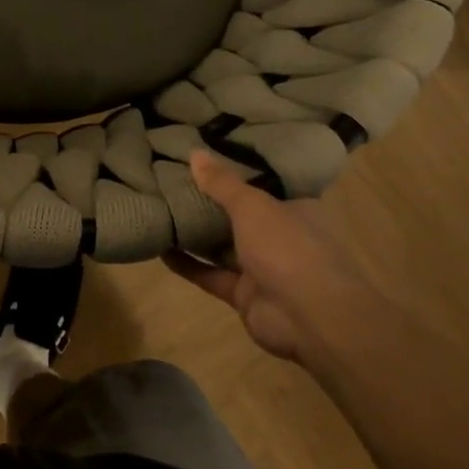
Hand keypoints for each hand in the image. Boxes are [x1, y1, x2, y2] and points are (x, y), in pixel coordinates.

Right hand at [161, 150, 372, 362]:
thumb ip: (221, 183)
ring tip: (159, 212)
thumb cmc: (287, 247)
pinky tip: (160, 249)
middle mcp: (279, 236)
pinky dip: (187, 264)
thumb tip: (194, 152)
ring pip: (222, 247)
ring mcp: (262, 268)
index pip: (261, 186)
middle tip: (169, 183)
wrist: (308, 315)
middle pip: (238, 217)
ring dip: (194, 235)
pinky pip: (210, 275)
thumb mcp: (252, 205)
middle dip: (207, 204)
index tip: (200, 160)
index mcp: (292, 209)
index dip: (232, 174)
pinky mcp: (243, 294)